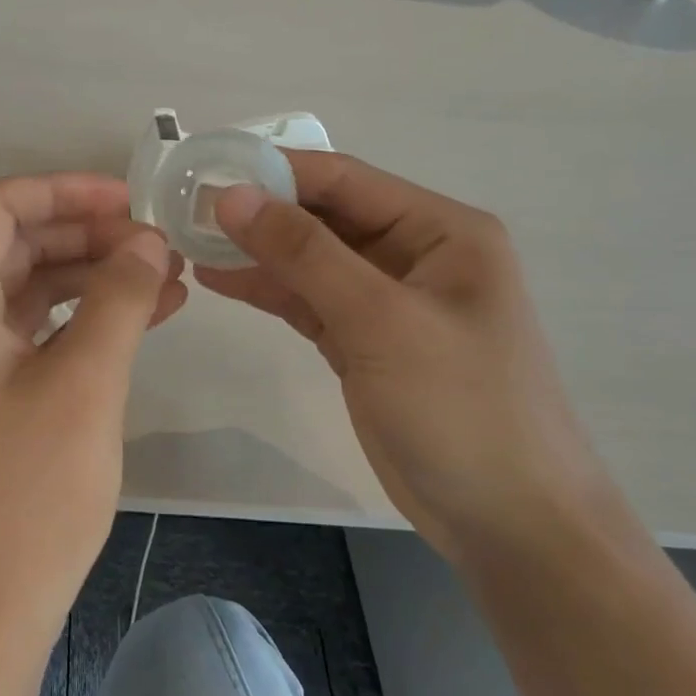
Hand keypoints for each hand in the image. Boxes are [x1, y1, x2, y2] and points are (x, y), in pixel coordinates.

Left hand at [0, 175, 184, 653]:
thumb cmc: (26, 494)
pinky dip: (84, 320)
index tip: (131, 202)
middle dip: (90, 235)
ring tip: (167, 281)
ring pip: (31, 288)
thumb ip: (118, 297)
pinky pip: (35, 333)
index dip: (66, 191)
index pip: (0, 206)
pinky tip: (142, 321)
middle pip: (17, 244)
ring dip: (94, 277)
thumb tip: (148, 240)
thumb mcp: (84, 383)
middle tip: (159, 245)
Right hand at [198, 151, 609, 562]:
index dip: (274, 171)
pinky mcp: (366, 342)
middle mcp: (416, 254)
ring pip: (311, 260)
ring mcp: (389, 301)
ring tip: (188, 242)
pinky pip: (309, 300)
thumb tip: (231, 195)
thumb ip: (304, 253)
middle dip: (259, 213)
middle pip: (324, 217)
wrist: (511, 525)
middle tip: (185, 210)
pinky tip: (218, 279)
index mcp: (441, 230)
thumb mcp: (380, 321)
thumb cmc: (461, 408)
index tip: (207, 171)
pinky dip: (268, 290)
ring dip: (256, 252)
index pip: (345, 180)